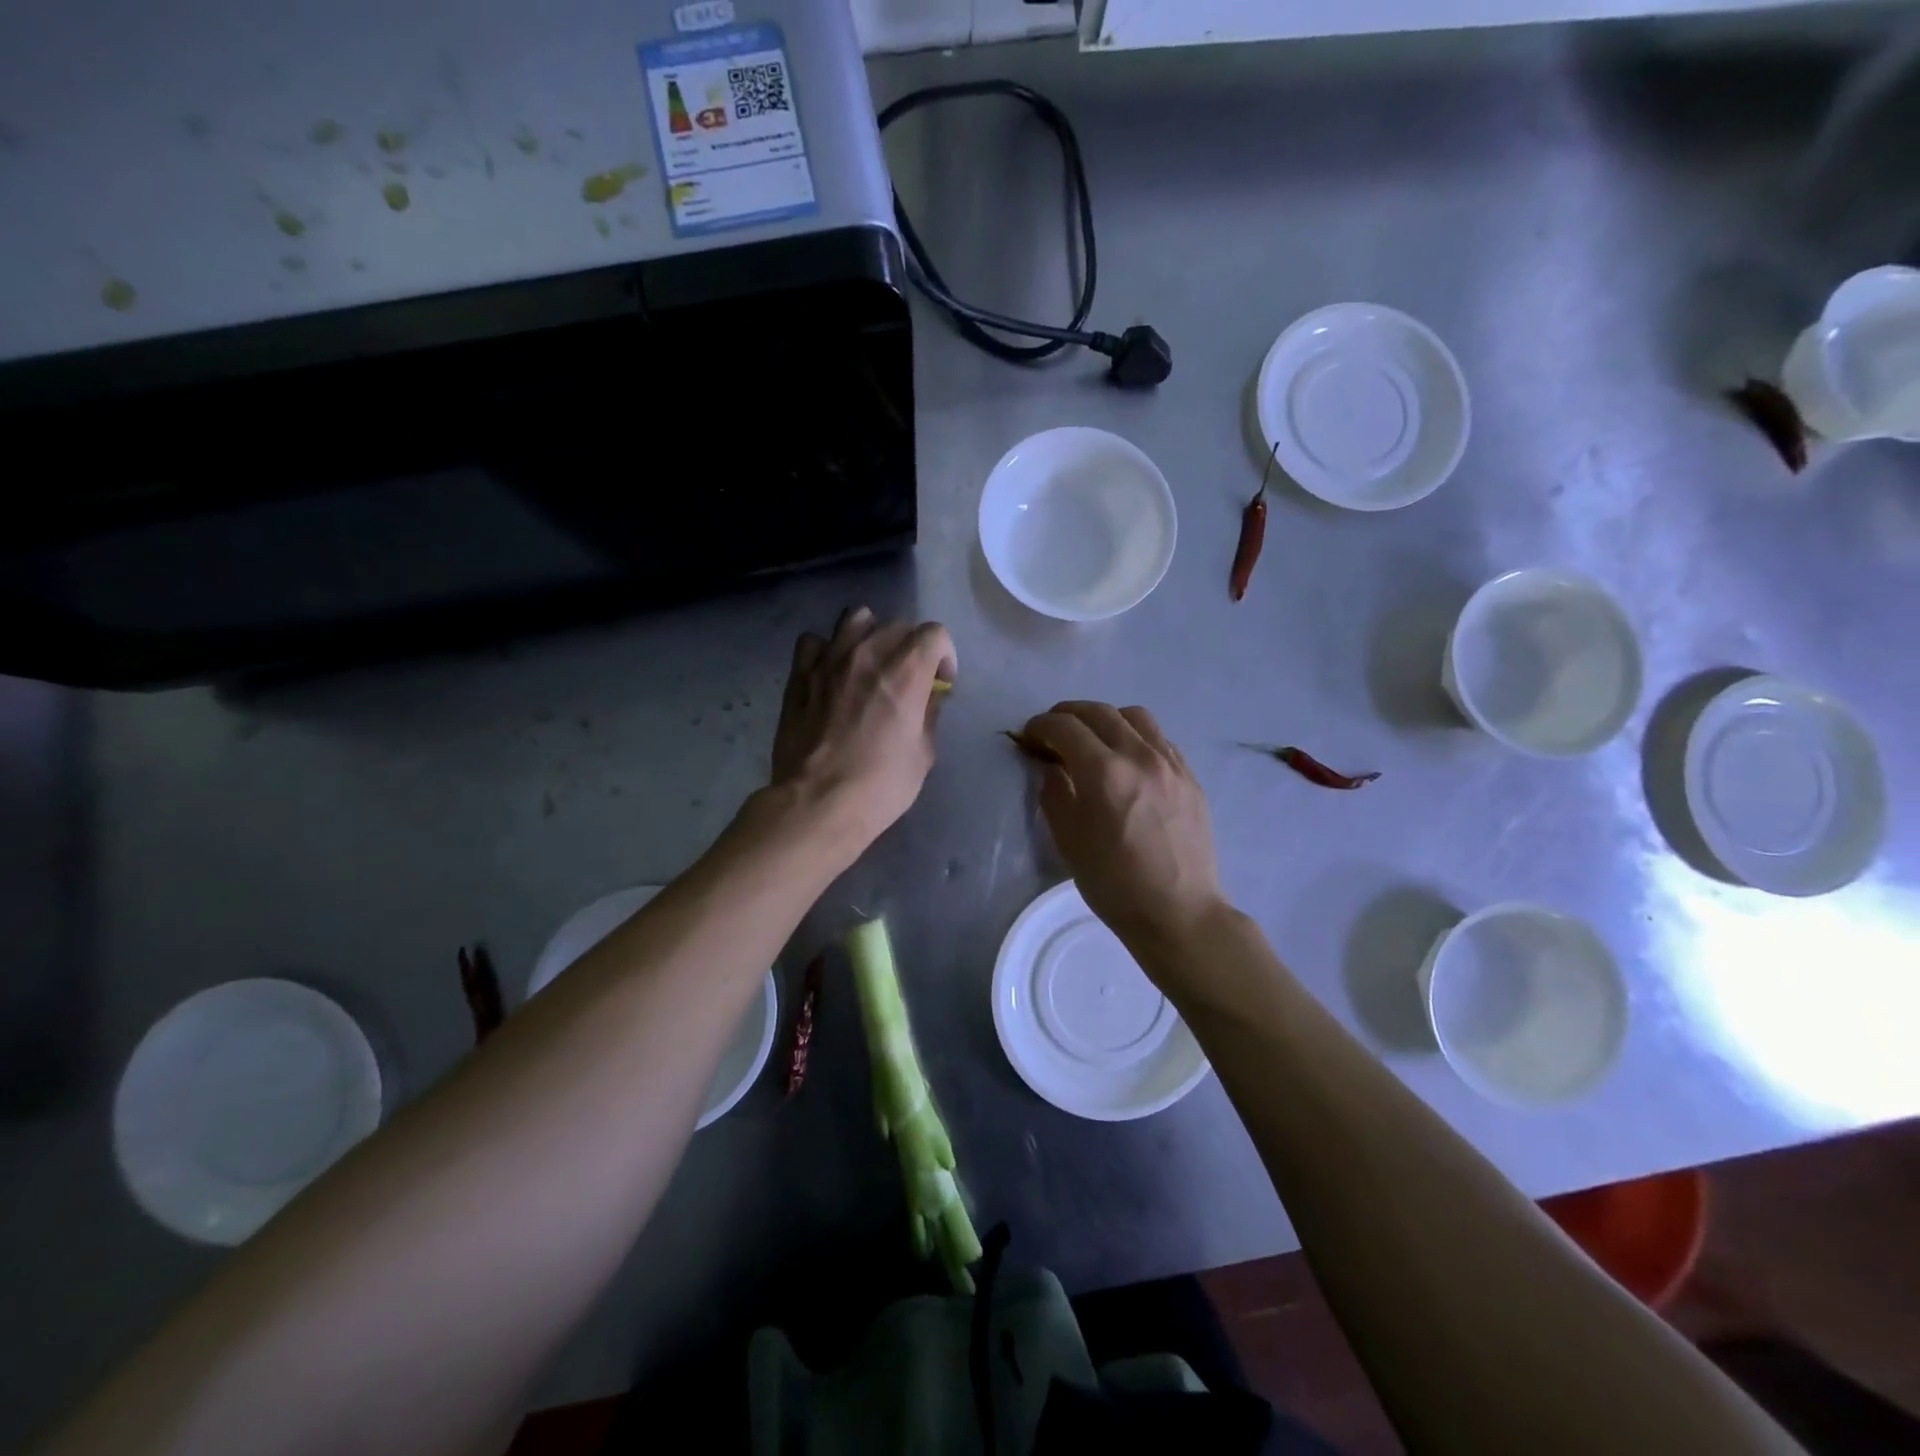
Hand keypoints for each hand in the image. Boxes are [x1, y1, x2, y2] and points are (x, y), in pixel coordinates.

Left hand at [770, 607, 956, 850]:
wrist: (818, 803)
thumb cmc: (880, 785)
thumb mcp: (923, 754)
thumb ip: (929, 714)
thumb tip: (927, 696)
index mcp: (906, 672)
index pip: (935, 633)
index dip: (944, 656)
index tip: (940, 683)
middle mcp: (868, 654)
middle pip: (897, 625)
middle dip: (911, 646)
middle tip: (907, 678)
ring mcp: (829, 661)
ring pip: (855, 618)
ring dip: (870, 635)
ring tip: (869, 663)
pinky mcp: (799, 675)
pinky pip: (813, 642)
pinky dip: (826, 650)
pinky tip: (831, 673)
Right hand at [1021, 702, 1227, 955]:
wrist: (1179, 913)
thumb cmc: (1115, 884)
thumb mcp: (1069, 841)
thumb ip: (1054, 794)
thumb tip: (1050, 766)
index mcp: (1104, 773)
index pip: (1065, 727)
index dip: (1040, 726)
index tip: (1028, 736)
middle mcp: (1139, 756)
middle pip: (1098, 712)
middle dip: (1067, 715)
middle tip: (1052, 732)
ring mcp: (1170, 763)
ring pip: (1134, 716)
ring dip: (1105, 718)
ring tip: (1092, 739)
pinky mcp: (1189, 776)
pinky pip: (1159, 738)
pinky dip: (1134, 735)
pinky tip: (1127, 758)